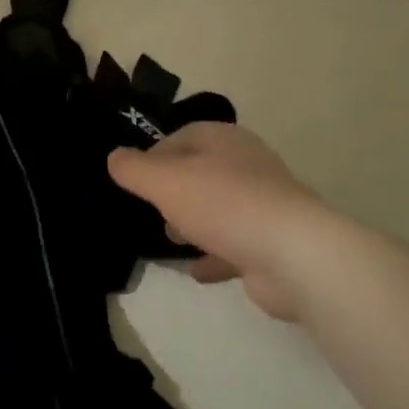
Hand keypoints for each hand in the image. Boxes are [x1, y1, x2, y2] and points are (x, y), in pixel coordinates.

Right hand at [109, 123, 323, 320]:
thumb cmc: (223, 205)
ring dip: (193, 224)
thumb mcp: (165, 181)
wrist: (293, 254)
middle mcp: (247, 164)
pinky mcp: (273, 241)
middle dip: (173, 193)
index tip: (135, 183)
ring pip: (218, 208)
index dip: (154, 157)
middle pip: (200, 172)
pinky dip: (214, 254)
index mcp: (224, 140)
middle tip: (152, 214)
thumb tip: (114, 158)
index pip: (181, 137)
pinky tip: (197, 271)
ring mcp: (264, 203)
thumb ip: (134, 169)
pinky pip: (235, 243)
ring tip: (172, 242)